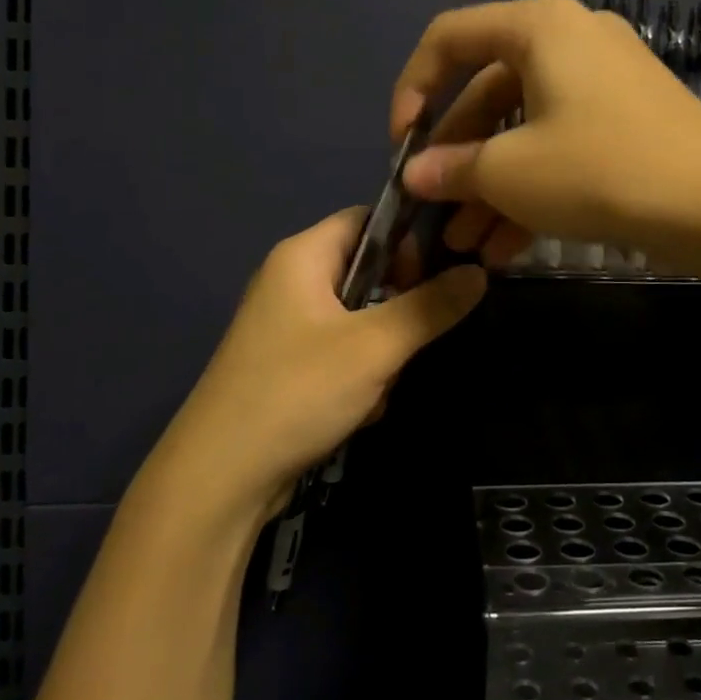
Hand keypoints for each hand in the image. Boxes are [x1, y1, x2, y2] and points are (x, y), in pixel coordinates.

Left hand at [154, 207, 487, 516]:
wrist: (220, 480)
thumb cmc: (298, 391)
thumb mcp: (376, 346)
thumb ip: (432, 306)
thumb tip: (480, 271)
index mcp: (303, 256)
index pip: (368, 219)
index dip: (408, 239)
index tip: (439, 272)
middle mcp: (291, 281)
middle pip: (368, 271)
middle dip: (398, 307)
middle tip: (411, 338)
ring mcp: (288, 327)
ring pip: (361, 318)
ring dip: (383, 350)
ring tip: (381, 383)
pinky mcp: (288, 367)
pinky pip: (343, 352)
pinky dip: (361, 375)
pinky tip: (361, 409)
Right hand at [390, 0, 700, 266]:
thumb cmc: (601, 169)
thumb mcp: (511, 173)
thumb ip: (452, 169)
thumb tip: (416, 176)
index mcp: (539, 28)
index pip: (449, 38)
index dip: (412, 89)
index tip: (401, 146)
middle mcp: (570, 40)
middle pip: (487, 91)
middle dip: (456, 158)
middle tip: (434, 209)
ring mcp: (602, 81)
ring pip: (524, 127)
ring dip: (490, 184)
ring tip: (465, 243)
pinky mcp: (625, 120)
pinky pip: (560, 143)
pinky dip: (531, 186)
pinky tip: (506, 247)